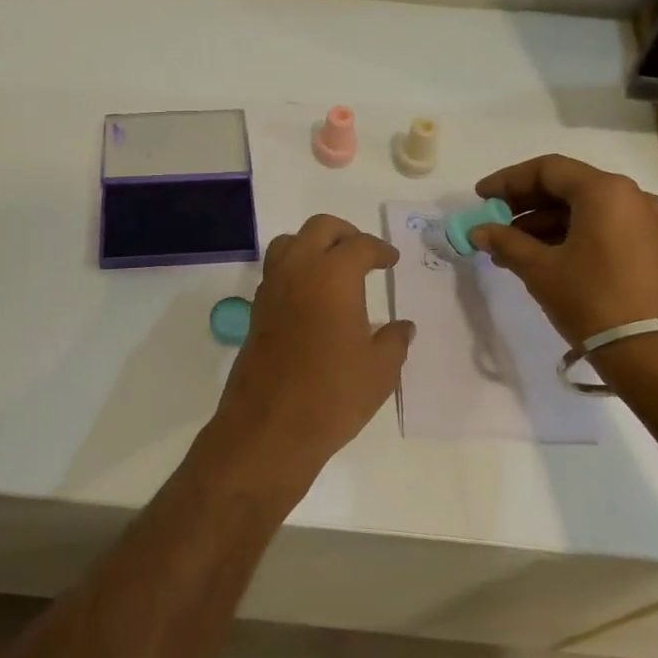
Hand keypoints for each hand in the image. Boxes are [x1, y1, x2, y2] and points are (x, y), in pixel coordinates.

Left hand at [209, 215, 414, 477]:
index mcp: (333, 276)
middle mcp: (298, 271)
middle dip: (345, 234)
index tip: (390, 261)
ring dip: (312, 246)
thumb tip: (402, 327)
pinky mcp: (255, 312)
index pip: (359, 245)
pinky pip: (275, 273)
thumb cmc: (333, 395)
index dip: (380, 250)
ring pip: (289, 244)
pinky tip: (312, 298)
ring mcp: (271, 290)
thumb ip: (395, 341)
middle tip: (364, 254)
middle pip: (319, 229)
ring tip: (333, 269)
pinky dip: (295, 270)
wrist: (270, 428)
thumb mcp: (380, 370)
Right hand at [470, 155, 657, 353]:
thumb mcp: (541, 270)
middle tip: (492, 222)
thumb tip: (479, 231)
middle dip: (525, 204)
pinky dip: (568, 237)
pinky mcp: (650, 249)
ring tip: (508, 249)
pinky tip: (541, 259)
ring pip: (584, 211)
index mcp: (604, 191)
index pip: (548, 169)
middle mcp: (630, 197)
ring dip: (543, 224)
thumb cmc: (593, 300)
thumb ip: (506, 243)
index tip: (480, 197)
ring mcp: (646, 223)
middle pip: (567, 187)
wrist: (655, 353)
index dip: (508, 181)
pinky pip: (601, 229)